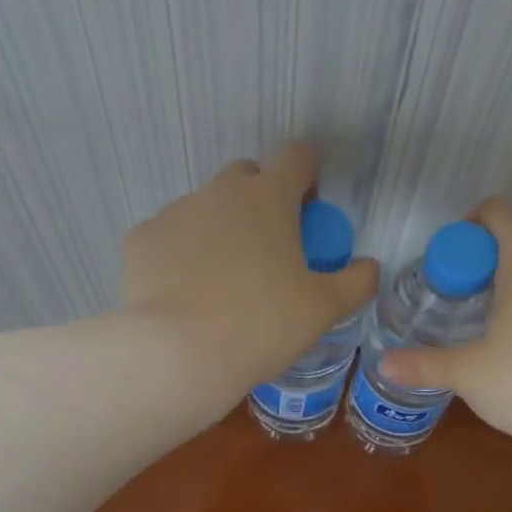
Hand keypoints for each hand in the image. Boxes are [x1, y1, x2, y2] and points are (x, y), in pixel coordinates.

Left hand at [121, 145, 379, 401]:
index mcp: (269, 198)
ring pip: (204, 208)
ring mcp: (174, 212)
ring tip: (220, 283)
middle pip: (245, 177)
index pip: (296, 157)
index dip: (307, 176)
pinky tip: (183, 294)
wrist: (178, 354)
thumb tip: (370, 266)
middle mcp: (219, 192)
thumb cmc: (262, 326)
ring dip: (218, 230)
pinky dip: (180, 256)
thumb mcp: (323, 310)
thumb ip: (356, 282)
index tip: (307, 210)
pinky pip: (169, 238)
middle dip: (259, 200)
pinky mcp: (141, 239)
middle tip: (266, 250)